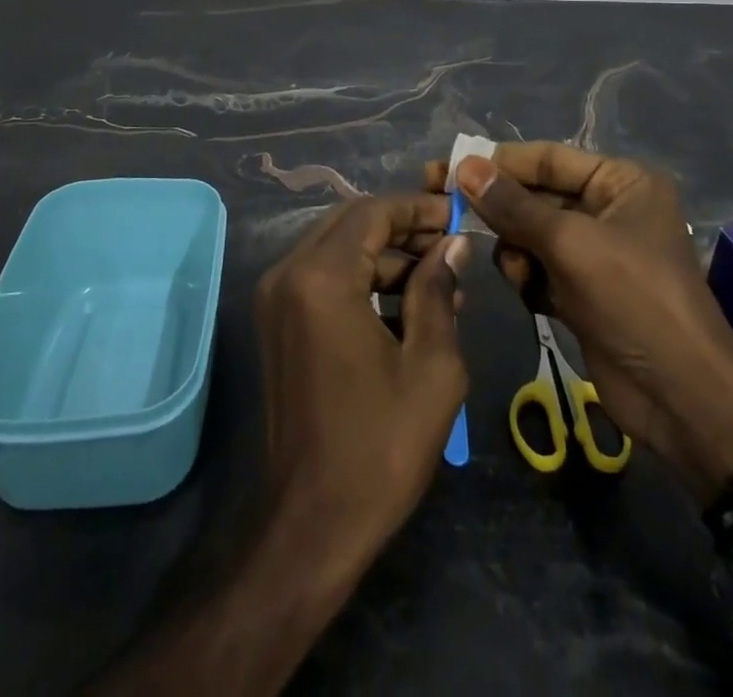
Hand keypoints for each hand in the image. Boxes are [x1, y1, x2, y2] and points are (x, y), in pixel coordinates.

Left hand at [255, 195, 471, 579]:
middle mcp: (288, 274)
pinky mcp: (276, 323)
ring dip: (385, 256)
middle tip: (449, 245)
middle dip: (402, 227)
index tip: (457, 216)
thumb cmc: (380, 446)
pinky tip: (405, 306)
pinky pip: (323, 278)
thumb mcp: (431, 366)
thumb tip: (452, 245)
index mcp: (322, 278)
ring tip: (439, 282)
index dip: (418, 208)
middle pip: (351, 223)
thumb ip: (439, 291)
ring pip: (336, 248)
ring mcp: (275, 299)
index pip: (373, 212)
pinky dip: (361, 279)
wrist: (313, 525)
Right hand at [427, 144, 732, 505]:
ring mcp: (596, 252)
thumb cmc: (634, 299)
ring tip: (516, 271)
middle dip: (500, 209)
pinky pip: (539, 268)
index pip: (547, 157)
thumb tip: (464, 165)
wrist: (681, 398)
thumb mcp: (571, 244)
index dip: (497, 161)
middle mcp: (609, 208)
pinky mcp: (583, 290)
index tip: (446, 166)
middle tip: (445, 208)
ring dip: (515, 250)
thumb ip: (514, 205)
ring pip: (531, 234)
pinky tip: (533, 297)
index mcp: (621, 182)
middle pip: (536, 196)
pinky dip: (529, 278)